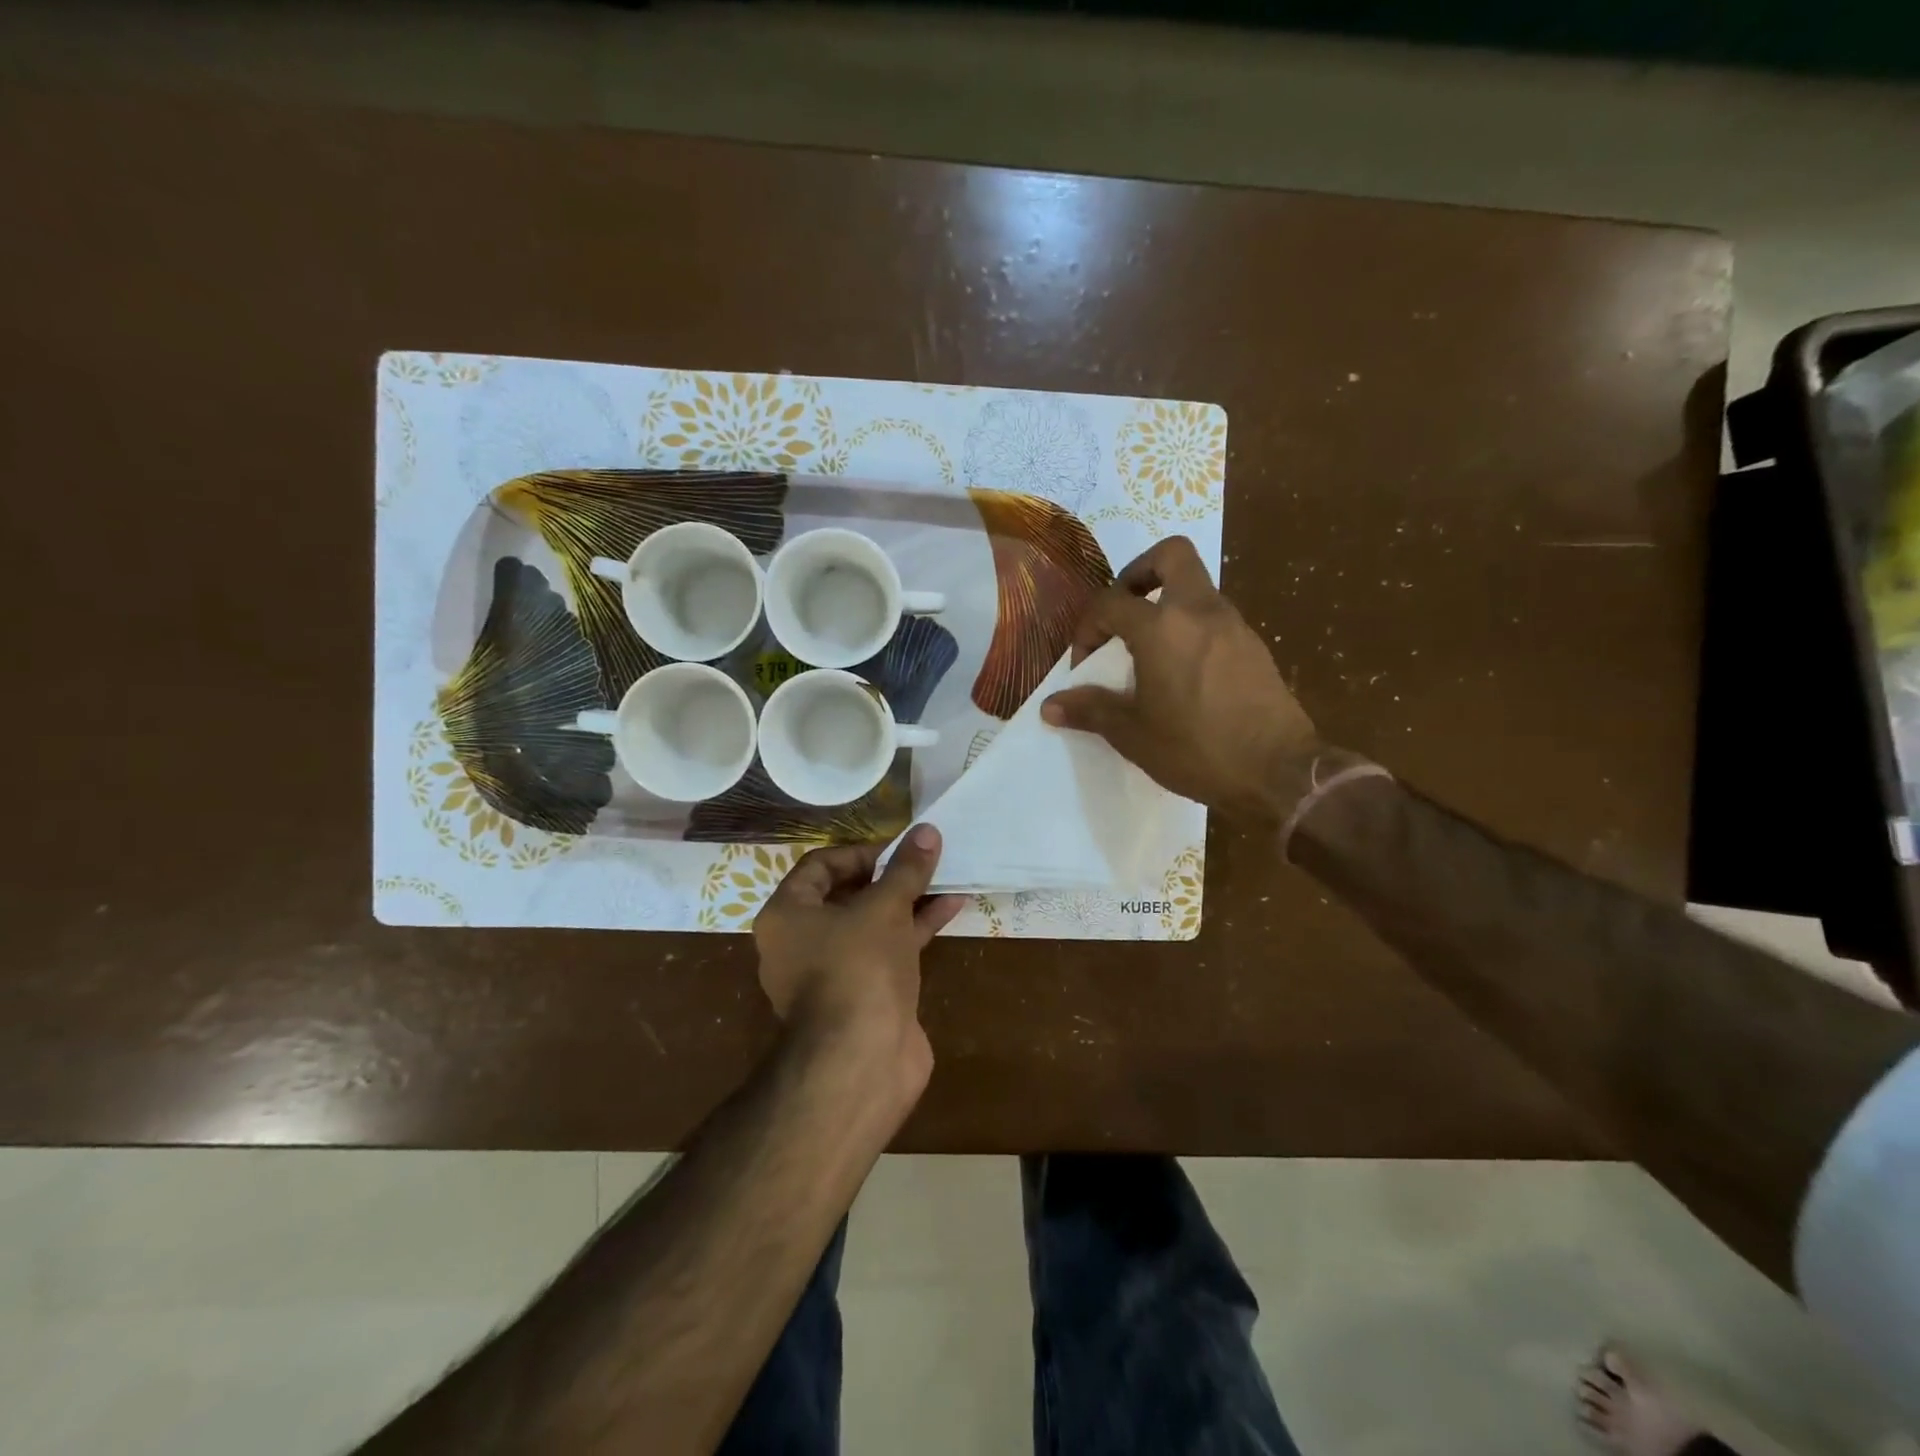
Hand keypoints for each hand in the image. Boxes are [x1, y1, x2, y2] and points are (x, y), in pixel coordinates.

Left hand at [752, 825, 966, 1088]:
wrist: (861, 1061)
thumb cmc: (858, 968)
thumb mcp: (884, 908)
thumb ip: (906, 869)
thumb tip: (927, 830)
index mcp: (787, 916)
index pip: (819, 866)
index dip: (861, 852)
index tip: (899, 850)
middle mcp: (802, 943)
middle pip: (847, 894)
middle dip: (890, 876)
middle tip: (924, 861)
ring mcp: (833, 973)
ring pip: (872, 924)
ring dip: (908, 901)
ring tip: (947, 877)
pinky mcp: (863, 996)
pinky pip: (887, 951)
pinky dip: (915, 930)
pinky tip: (951, 908)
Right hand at [1040, 536, 1321, 822]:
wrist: (1279, 773)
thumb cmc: (1196, 749)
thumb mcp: (1133, 734)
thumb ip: (1091, 710)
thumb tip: (1050, 706)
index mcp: (1162, 628)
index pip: (1111, 602)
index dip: (1088, 627)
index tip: (1086, 663)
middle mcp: (1200, 612)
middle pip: (1171, 555)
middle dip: (1140, 573)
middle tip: (1124, 611)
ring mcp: (1234, 626)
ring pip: (1196, 587)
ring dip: (1167, 605)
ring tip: (1149, 652)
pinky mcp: (1254, 647)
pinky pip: (1215, 619)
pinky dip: (1192, 630)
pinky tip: (1184, 674)